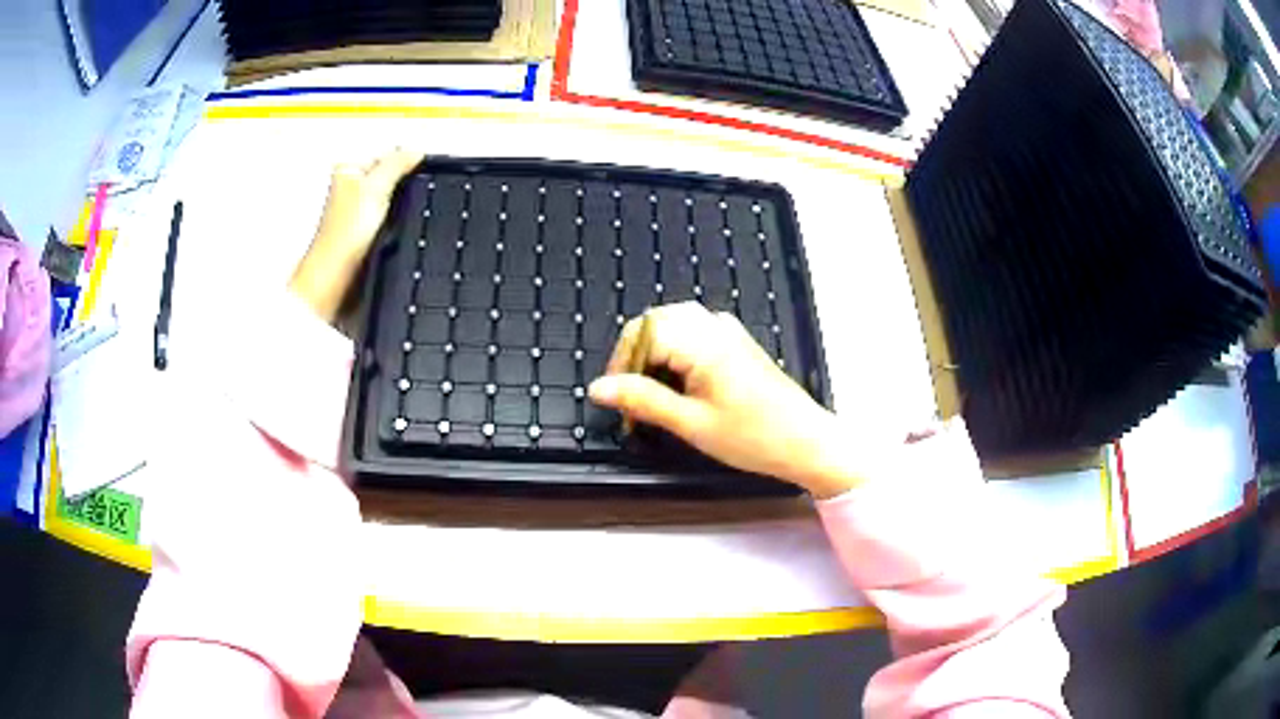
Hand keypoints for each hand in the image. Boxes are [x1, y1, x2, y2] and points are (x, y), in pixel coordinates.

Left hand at [290, 149, 421, 320]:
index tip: (421, 166)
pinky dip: (395, 218)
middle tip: (412, 188)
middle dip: (403, 180)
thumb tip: (416, 151)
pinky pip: (388, 214)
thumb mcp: (377, 187)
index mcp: (348, 168)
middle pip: (388, 173)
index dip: (404, 159)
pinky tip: (397, 225)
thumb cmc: (344, 233)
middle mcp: (350, 185)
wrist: (336, 273)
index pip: (385, 152)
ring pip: (389, 194)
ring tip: (401, 210)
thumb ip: (397, 164)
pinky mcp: (364, 228)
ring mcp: (357, 208)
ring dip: (400, 201)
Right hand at [587, 302, 859, 496]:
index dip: (620, 363)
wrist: (806, 442)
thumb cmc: (753, 437)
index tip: (615, 398)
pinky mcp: (736, 343)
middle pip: (656, 322)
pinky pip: (694, 333)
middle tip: (629, 398)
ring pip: (674, 326)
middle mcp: (714, 326)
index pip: (642, 332)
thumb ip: (642, 400)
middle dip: (635, 356)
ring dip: (655, 355)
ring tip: (652, 396)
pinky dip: (675, 354)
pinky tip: (679, 385)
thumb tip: (599, 388)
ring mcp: (728, 331)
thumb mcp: (691, 424)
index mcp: (702, 342)